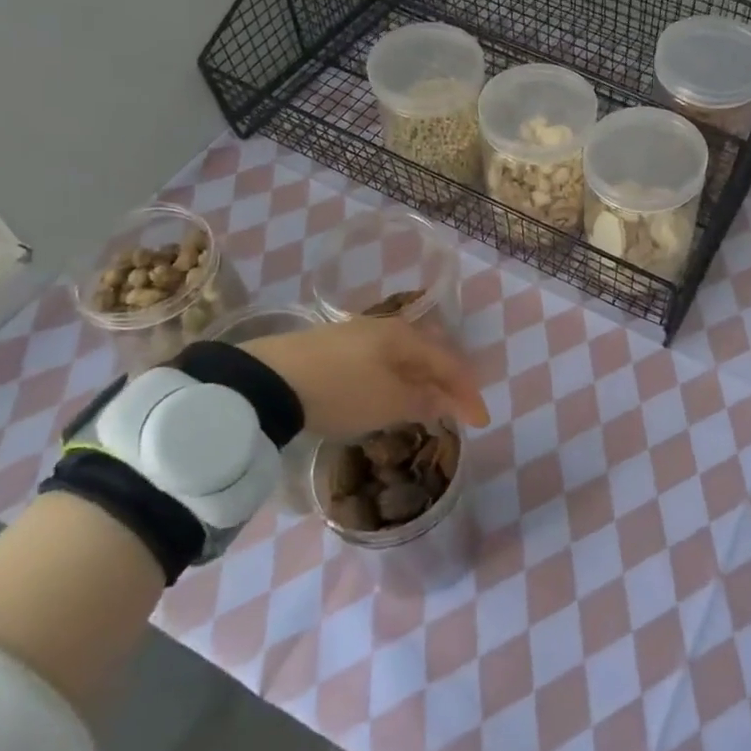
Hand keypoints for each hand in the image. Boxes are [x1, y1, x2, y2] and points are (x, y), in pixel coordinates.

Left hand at [239, 317, 489, 439]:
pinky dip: (395, 379)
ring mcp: (357, 335)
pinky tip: (387, 392)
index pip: (450, 364)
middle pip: (428, 355)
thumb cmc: (341, 390)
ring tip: (425, 403)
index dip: (468, 394)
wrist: (268, 379)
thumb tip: (445, 401)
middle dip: (446, 381)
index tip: (481, 422)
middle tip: (456, 407)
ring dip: (419, 380)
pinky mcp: (333, 348)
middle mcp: (387, 328)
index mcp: (407, 337)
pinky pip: (380, 362)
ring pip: (403, 357)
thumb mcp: (388, 402)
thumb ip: (423, 401)